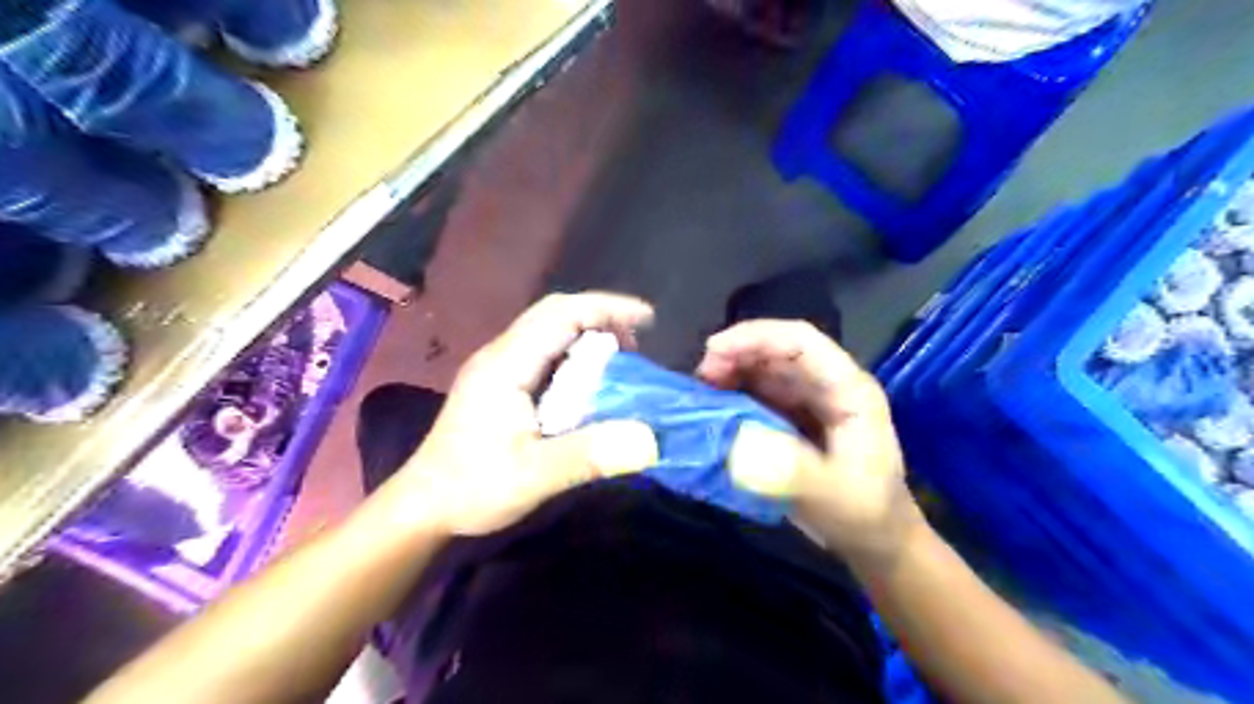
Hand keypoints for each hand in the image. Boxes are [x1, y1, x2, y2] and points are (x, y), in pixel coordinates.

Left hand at [391, 295, 659, 534]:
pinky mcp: (499, 384)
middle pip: (555, 314)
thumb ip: (589, 456)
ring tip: (622, 360)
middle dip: (601, 318)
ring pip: (549, 332)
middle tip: (638, 343)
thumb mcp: (533, 476)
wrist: (423, 508)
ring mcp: (497, 368)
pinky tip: (590, 382)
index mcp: (506, 364)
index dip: (607, 308)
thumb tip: (650, 439)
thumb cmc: (472, 488)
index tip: (648, 319)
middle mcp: (500, 355)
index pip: (560, 314)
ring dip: (589, 336)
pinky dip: (575, 356)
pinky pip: (544, 354)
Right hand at [694, 322, 918, 563]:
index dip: (756, 337)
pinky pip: (760, 393)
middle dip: (736, 354)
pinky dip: (734, 394)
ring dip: (732, 372)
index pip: (801, 342)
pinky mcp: (795, 418)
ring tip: (702, 393)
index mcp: (848, 391)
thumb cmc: (864, 516)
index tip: (713, 352)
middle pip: (778, 350)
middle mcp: (829, 386)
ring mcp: (811, 401)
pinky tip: (715, 409)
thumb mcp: (833, 499)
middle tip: (700, 380)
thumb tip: (741, 445)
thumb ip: (793, 473)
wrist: (877, 540)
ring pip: (766, 368)